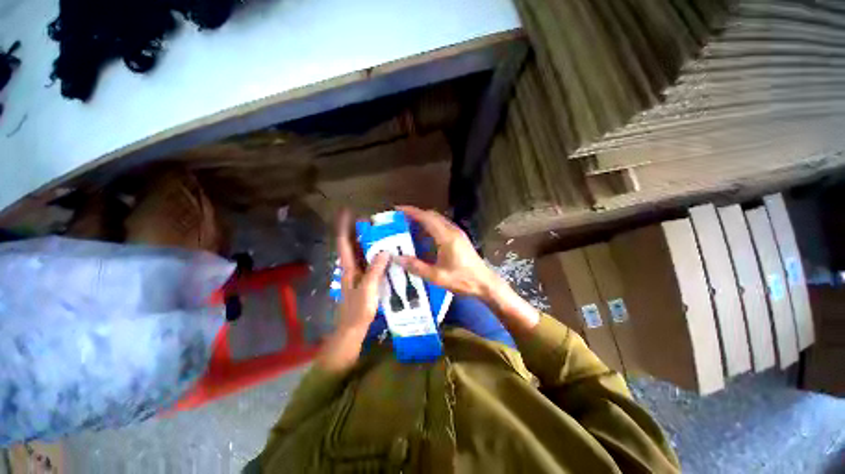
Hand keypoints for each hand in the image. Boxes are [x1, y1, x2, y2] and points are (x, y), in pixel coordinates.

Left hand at [317, 210, 388, 371]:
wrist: (352, 329)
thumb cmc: (358, 310)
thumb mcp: (368, 289)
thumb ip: (375, 270)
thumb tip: (384, 250)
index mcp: (348, 267)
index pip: (344, 242)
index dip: (344, 227)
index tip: (347, 211)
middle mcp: (351, 267)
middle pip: (352, 244)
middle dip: (357, 230)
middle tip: (371, 220)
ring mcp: (357, 274)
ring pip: (360, 253)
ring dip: (366, 241)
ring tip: (380, 232)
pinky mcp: (364, 280)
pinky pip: (368, 262)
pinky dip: (374, 254)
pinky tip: (385, 253)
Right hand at [394, 206, 499, 299]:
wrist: (485, 283)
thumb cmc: (462, 280)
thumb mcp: (437, 277)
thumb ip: (416, 267)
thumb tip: (397, 258)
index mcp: (446, 237)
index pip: (427, 218)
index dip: (412, 212)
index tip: (398, 209)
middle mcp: (453, 231)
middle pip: (432, 215)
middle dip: (416, 214)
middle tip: (401, 219)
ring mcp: (458, 233)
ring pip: (438, 219)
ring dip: (424, 219)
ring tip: (409, 225)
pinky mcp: (460, 238)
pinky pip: (442, 225)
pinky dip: (431, 225)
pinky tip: (425, 236)